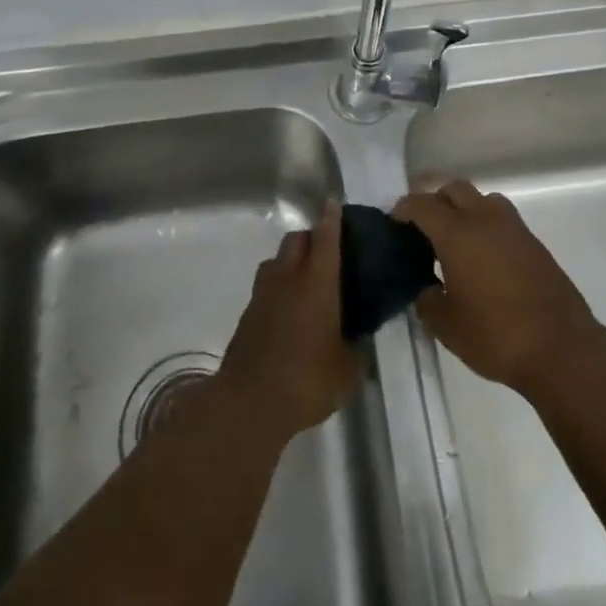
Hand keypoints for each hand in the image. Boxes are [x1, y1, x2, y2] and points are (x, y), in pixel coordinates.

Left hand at [215, 202, 361, 442]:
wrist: (249, 402)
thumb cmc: (307, 380)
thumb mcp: (347, 369)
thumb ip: (355, 346)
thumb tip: (358, 337)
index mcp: (317, 284)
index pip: (326, 240)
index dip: (331, 220)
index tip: (333, 204)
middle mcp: (288, 279)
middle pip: (296, 240)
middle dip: (311, 237)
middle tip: (328, 252)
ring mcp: (263, 295)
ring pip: (277, 260)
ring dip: (291, 260)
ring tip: (307, 281)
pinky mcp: (248, 314)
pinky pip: (266, 286)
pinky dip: (279, 286)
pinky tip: (290, 309)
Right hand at [395, 179, 604, 397]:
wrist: (562, 349)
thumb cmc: (496, 335)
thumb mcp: (446, 325)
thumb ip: (427, 300)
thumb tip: (428, 289)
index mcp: (457, 233)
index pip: (422, 205)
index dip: (403, 210)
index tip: (393, 223)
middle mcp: (485, 220)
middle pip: (454, 190)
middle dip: (435, 202)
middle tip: (424, 230)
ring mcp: (514, 229)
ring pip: (484, 200)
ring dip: (466, 210)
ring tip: (457, 241)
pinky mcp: (535, 245)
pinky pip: (503, 221)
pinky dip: (488, 228)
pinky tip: (484, 260)